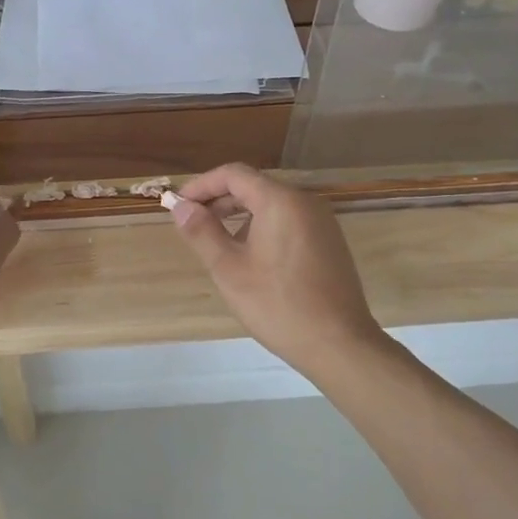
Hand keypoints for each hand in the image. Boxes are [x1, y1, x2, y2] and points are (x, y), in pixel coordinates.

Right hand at [169, 163, 382, 378]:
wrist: (339, 344)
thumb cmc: (277, 305)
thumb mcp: (229, 269)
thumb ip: (202, 232)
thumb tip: (181, 207)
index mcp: (280, 201)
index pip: (234, 174)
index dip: (202, 185)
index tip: (179, 205)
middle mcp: (305, 202)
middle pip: (254, 186)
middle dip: (219, 200)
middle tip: (192, 224)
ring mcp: (322, 221)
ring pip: (272, 205)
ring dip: (240, 215)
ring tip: (217, 243)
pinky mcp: (329, 242)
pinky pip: (289, 221)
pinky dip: (263, 227)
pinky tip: (250, 257)